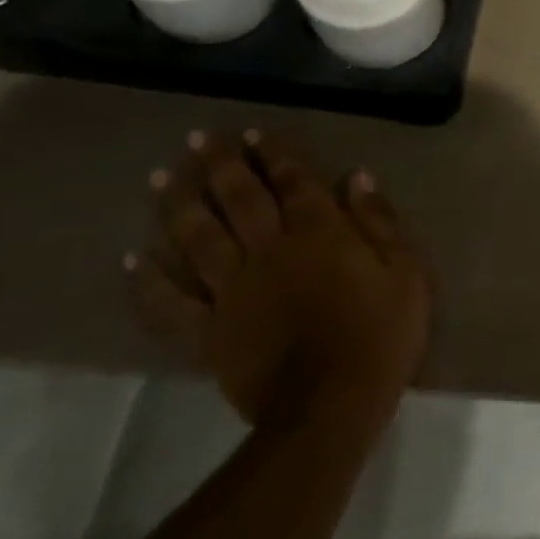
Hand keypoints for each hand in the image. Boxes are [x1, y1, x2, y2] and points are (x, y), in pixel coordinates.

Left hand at [127, 130, 430, 432]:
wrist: (332, 406)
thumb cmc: (382, 334)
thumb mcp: (406, 271)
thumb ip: (381, 221)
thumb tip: (357, 177)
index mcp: (320, 233)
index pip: (293, 181)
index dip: (273, 154)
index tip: (253, 132)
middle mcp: (270, 250)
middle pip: (239, 199)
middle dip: (219, 165)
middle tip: (198, 138)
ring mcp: (233, 291)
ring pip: (198, 238)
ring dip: (179, 205)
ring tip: (162, 176)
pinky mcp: (209, 332)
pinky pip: (171, 304)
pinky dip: (149, 282)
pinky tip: (133, 259)